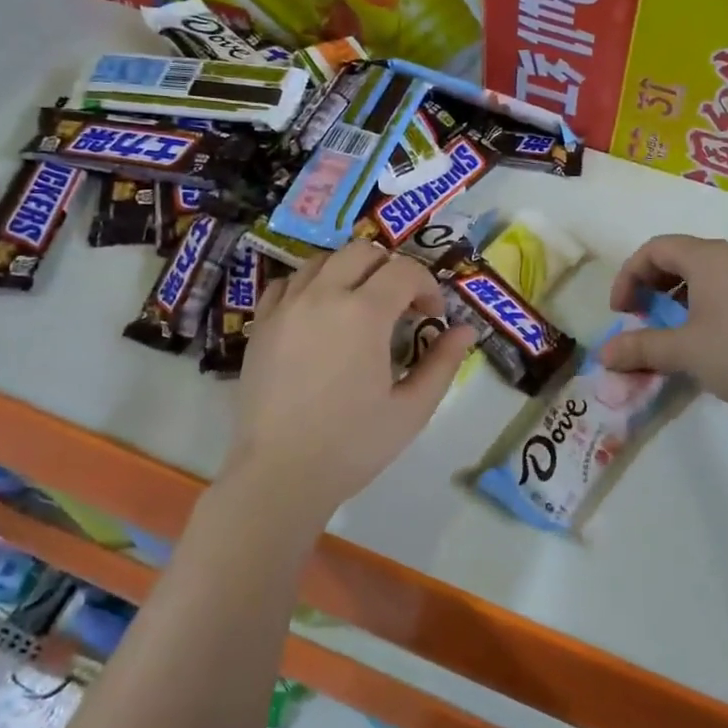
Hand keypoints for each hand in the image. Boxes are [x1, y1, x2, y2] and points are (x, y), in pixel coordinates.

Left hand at [220, 241, 474, 525]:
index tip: (433, 317)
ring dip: (350, 271)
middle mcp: (322, 296)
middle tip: (401, 305)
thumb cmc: (353, 445)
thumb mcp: (412, 409)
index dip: (427, 287)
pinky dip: (310, 285)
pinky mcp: (261, 325)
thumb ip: (442, 363)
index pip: (404, 271)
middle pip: (362, 252)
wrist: (280, 474)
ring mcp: (286, 307)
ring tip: (361, 305)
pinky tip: (320, 313)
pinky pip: (287, 283)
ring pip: (322, 260)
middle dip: (391, 269)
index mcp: (364, 314)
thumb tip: (466, 330)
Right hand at [600, 234, 727, 423]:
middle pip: (678, 256)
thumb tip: (603, 354)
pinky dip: (701, 303)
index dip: (629, 276)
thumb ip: (640, 347)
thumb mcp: (684, 351)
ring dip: (675, 296)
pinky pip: (725, 287)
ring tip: (669, 330)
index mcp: (709, 257)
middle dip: (651, 285)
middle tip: (641, 318)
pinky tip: (703, 337)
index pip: (655, 248)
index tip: (621, 311)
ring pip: (703, 273)